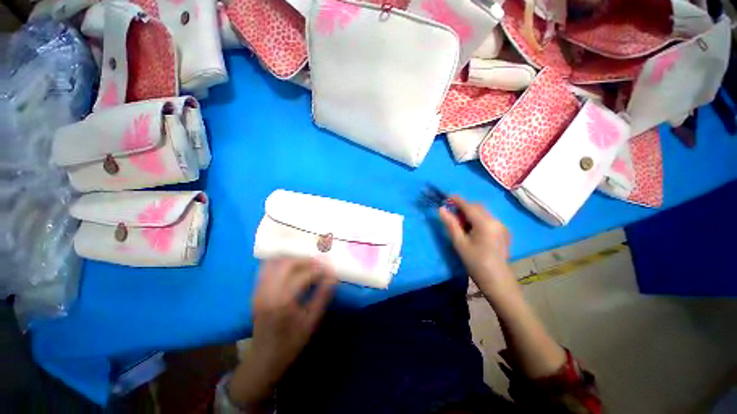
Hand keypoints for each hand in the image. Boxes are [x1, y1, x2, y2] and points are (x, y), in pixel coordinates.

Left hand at [251, 258, 336, 371]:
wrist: (264, 359)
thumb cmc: (291, 342)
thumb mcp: (312, 321)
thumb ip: (323, 296)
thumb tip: (333, 276)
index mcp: (282, 301)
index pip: (304, 275)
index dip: (319, 270)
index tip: (330, 269)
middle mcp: (268, 291)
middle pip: (287, 263)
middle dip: (305, 260)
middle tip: (319, 264)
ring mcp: (259, 290)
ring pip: (275, 262)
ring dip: (293, 259)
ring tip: (306, 264)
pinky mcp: (256, 290)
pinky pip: (267, 268)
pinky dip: (281, 262)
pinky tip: (292, 268)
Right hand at [439, 196, 515, 299]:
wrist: (496, 279)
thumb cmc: (475, 262)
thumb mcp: (459, 243)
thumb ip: (450, 224)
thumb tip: (441, 209)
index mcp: (485, 224)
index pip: (469, 206)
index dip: (457, 200)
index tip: (446, 196)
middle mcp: (496, 221)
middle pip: (477, 207)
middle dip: (463, 207)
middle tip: (451, 214)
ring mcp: (501, 226)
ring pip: (483, 213)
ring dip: (470, 213)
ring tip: (460, 224)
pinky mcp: (503, 231)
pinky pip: (488, 219)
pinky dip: (477, 219)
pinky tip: (472, 230)